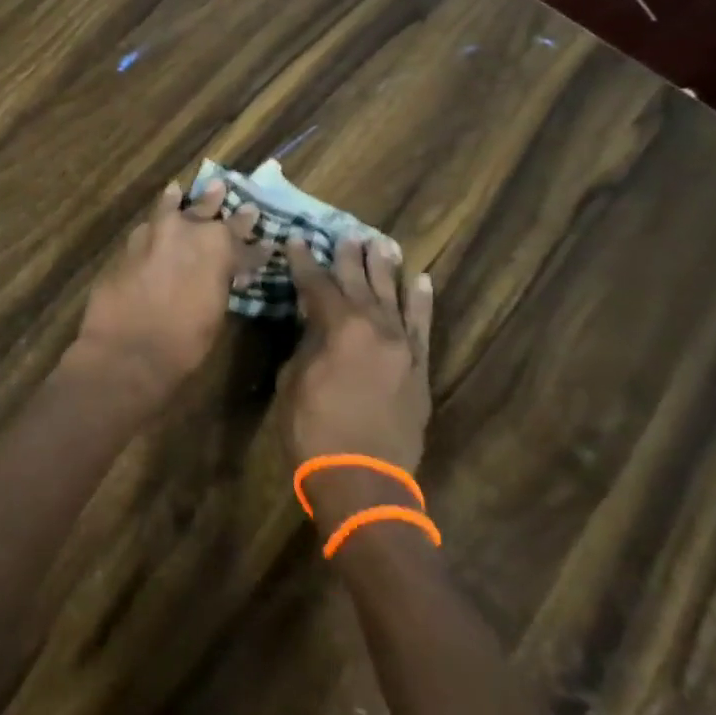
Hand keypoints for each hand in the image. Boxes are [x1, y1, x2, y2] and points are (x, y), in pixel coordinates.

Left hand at [72, 179, 268, 397]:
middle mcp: (187, 231)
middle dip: (217, 203)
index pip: (244, 243)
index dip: (256, 247)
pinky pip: (146, 228)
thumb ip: (220, 284)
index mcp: (219, 248)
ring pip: (170, 209)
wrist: (127, 350)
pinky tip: (153, 220)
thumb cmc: (183, 342)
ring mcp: (153, 235)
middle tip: (222, 189)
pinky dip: (153, 223)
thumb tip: (226, 275)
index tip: (267, 242)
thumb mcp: (215, 313)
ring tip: (179, 190)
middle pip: (207, 212)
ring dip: (178, 201)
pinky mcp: (127, 247)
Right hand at [273, 235, 434, 515]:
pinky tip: (421, 280)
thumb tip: (315, 323)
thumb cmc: (314, 430)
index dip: (305, 262)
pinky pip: (422, 327)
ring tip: (381, 243)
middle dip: (349, 258)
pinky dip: (421, 302)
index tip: (298, 241)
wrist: (363, 480)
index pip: (318, 285)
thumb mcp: (293, 381)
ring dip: (385, 269)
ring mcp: (403, 347)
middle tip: (346, 234)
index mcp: (339, 328)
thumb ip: (307, 343)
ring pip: (394, 297)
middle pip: (359, 284)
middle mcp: (375, 328)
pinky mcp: (419, 368)